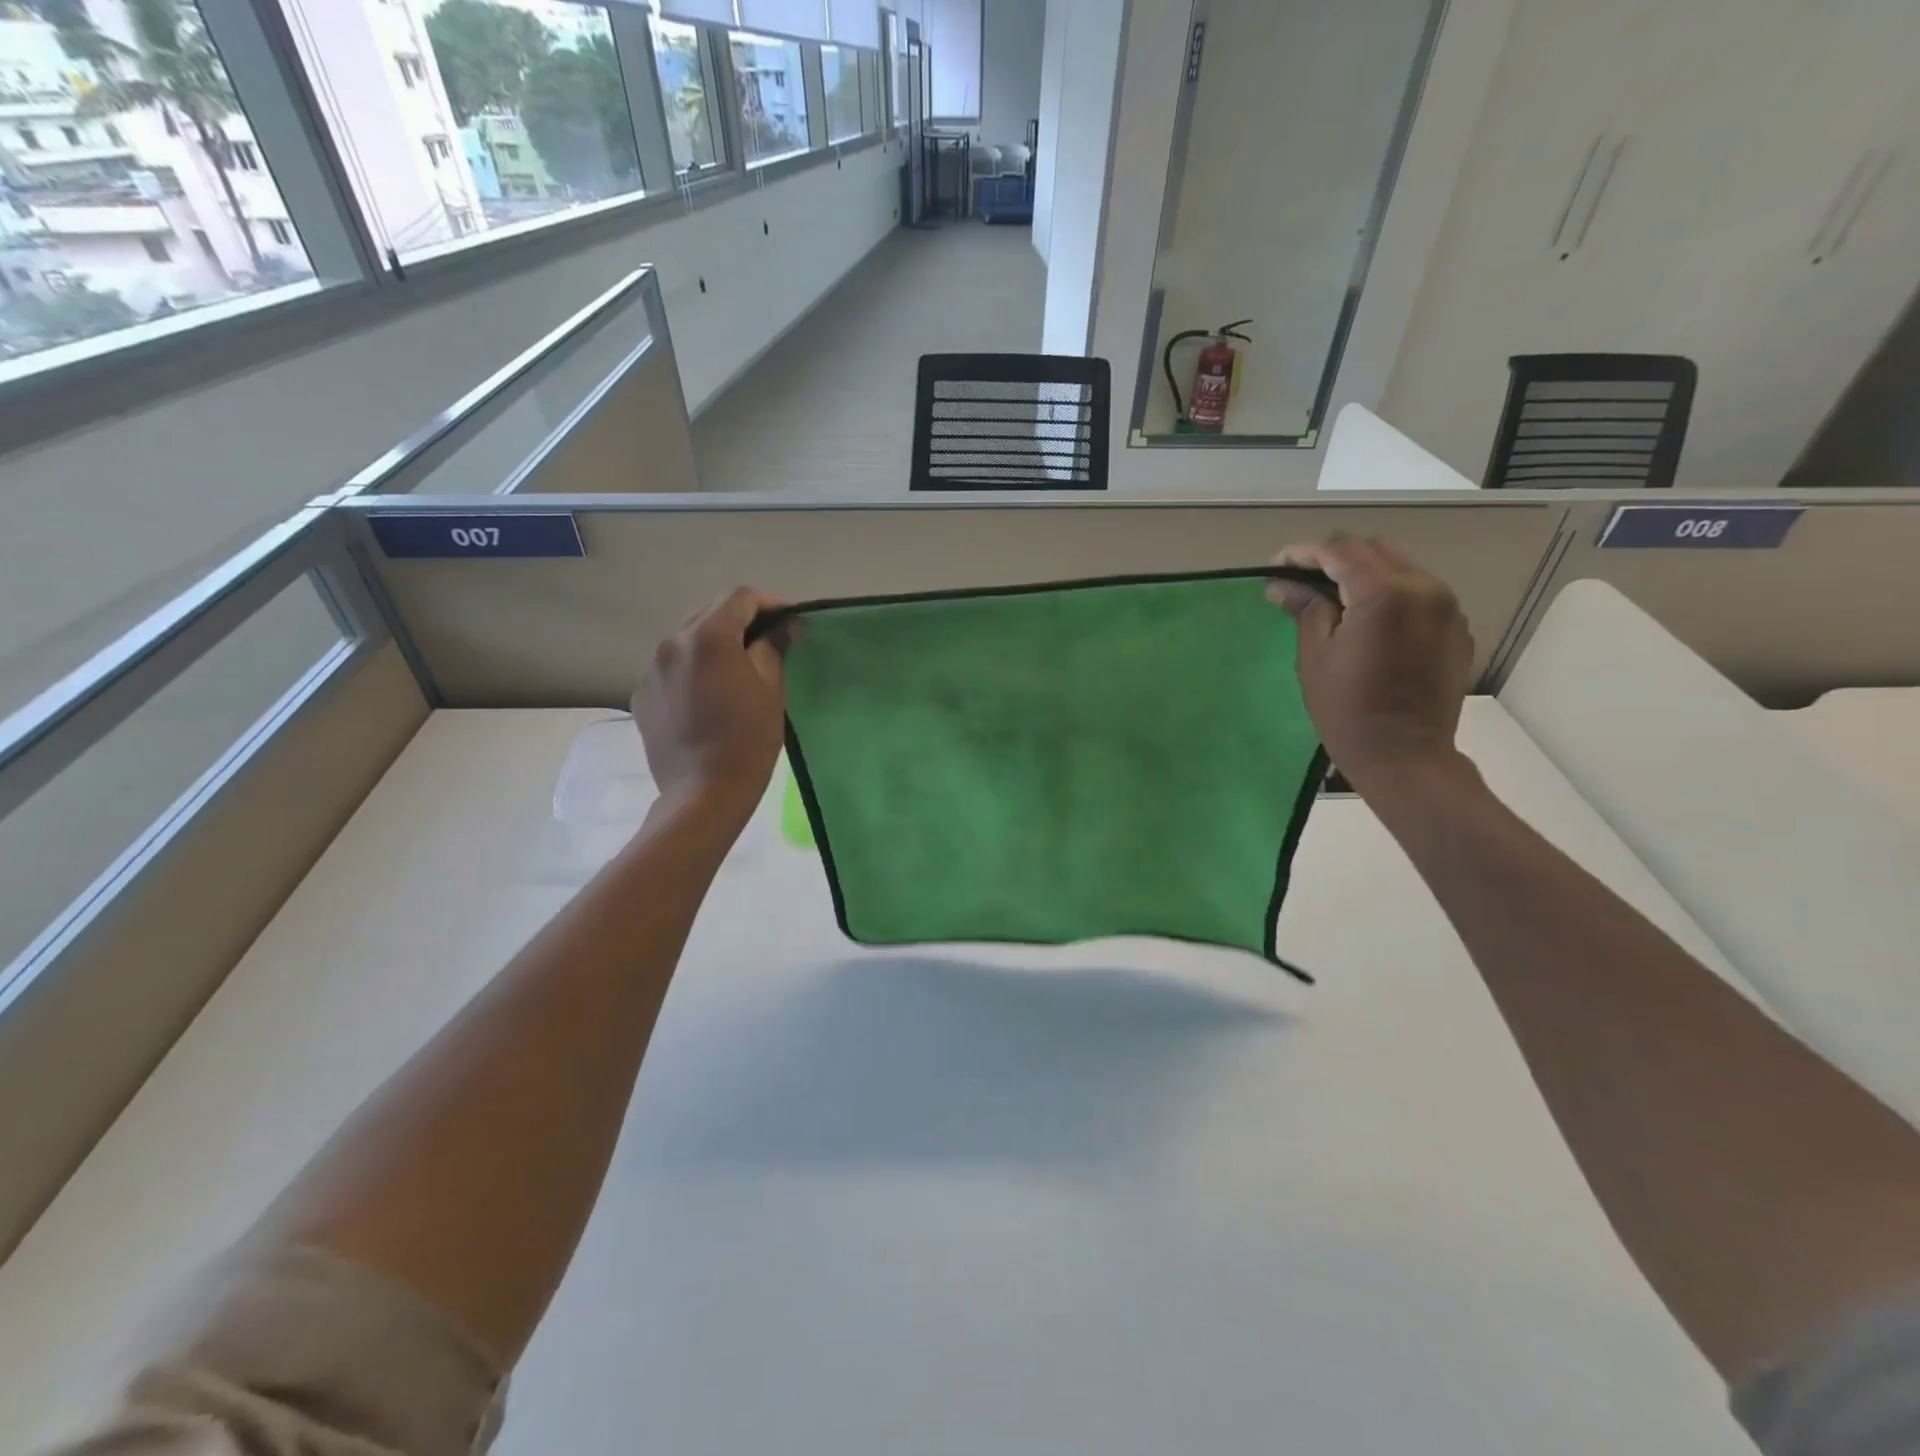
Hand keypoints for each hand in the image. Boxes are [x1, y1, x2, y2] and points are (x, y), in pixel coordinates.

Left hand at [631, 587, 789, 821]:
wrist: (703, 793)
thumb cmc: (747, 739)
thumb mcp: (771, 690)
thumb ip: (774, 647)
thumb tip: (785, 625)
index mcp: (708, 637)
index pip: (740, 597)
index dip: (768, 603)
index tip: (788, 621)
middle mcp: (672, 642)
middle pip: (710, 614)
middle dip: (740, 622)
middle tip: (766, 644)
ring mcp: (651, 669)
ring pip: (687, 640)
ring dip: (714, 645)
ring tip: (735, 670)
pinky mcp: (642, 695)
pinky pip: (671, 667)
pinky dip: (692, 669)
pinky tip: (708, 695)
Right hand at [1265, 535, 1473, 794]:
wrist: (1406, 756)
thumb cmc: (1347, 711)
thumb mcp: (1314, 658)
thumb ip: (1305, 609)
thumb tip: (1281, 584)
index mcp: (1383, 594)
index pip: (1339, 551)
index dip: (1303, 554)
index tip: (1277, 567)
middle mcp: (1424, 588)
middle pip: (1374, 549)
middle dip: (1335, 558)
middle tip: (1303, 581)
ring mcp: (1447, 607)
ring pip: (1400, 567)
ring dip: (1364, 573)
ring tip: (1334, 598)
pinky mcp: (1457, 627)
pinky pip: (1420, 593)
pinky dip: (1391, 594)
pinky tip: (1369, 622)